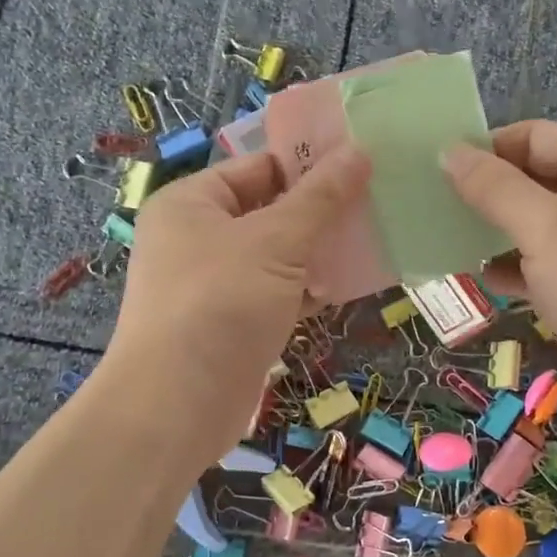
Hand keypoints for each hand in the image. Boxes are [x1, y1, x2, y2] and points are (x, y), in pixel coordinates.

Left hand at [105, 147, 370, 465]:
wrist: (177, 405)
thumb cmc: (220, 303)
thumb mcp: (275, 241)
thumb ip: (320, 198)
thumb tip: (359, 151)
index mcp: (192, 203)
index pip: (258, 167)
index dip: (309, 164)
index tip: (363, 164)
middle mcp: (198, 238)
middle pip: (270, 211)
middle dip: (321, 212)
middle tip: (378, 204)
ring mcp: (215, 285)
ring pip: (278, 256)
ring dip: (320, 253)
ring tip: (374, 242)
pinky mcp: (233, 324)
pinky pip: (277, 294)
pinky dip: (308, 290)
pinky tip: (348, 287)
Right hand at [443, 121, 556, 421]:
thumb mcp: (546, 228)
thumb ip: (494, 188)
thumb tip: (448, 151)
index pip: (535, 138)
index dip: (487, 148)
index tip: (436, 168)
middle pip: (533, 180)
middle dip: (486, 193)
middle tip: (433, 206)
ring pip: (534, 225)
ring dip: (495, 233)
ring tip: (448, 241)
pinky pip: (542, 264)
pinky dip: (514, 269)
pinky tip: (483, 279)